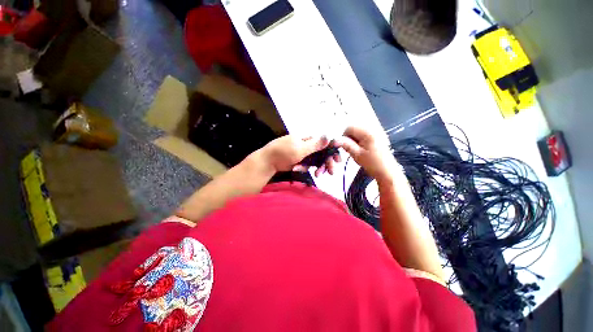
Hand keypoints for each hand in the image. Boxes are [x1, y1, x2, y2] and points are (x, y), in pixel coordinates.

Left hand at [261, 135, 340, 175]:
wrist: (268, 162)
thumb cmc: (284, 152)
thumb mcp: (300, 148)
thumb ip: (315, 144)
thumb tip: (329, 135)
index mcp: (308, 138)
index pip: (324, 143)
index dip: (332, 151)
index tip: (338, 160)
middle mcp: (307, 144)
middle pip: (321, 153)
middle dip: (327, 162)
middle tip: (331, 172)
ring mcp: (303, 153)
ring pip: (315, 160)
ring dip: (318, 167)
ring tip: (318, 175)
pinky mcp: (299, 160)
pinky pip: (307, 164)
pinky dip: (305, 168)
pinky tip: (299, 169)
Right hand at [334, 126, 397, 182]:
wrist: (387, 172)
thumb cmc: (372, 164)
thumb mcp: (357, 154)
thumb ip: (346, 145)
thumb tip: (334, 140)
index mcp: (368, 132)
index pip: (349, 128)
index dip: (344, 136)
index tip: (344, 146)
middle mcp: (372, 129)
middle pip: (354, 129)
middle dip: (349, 138)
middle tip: (350, 149)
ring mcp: (376, 132)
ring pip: (358, 132)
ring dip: (354, 140)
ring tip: (356, 150)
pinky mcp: (377, 137)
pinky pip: (363, 135)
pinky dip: (359, 141)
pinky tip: (361, 149)